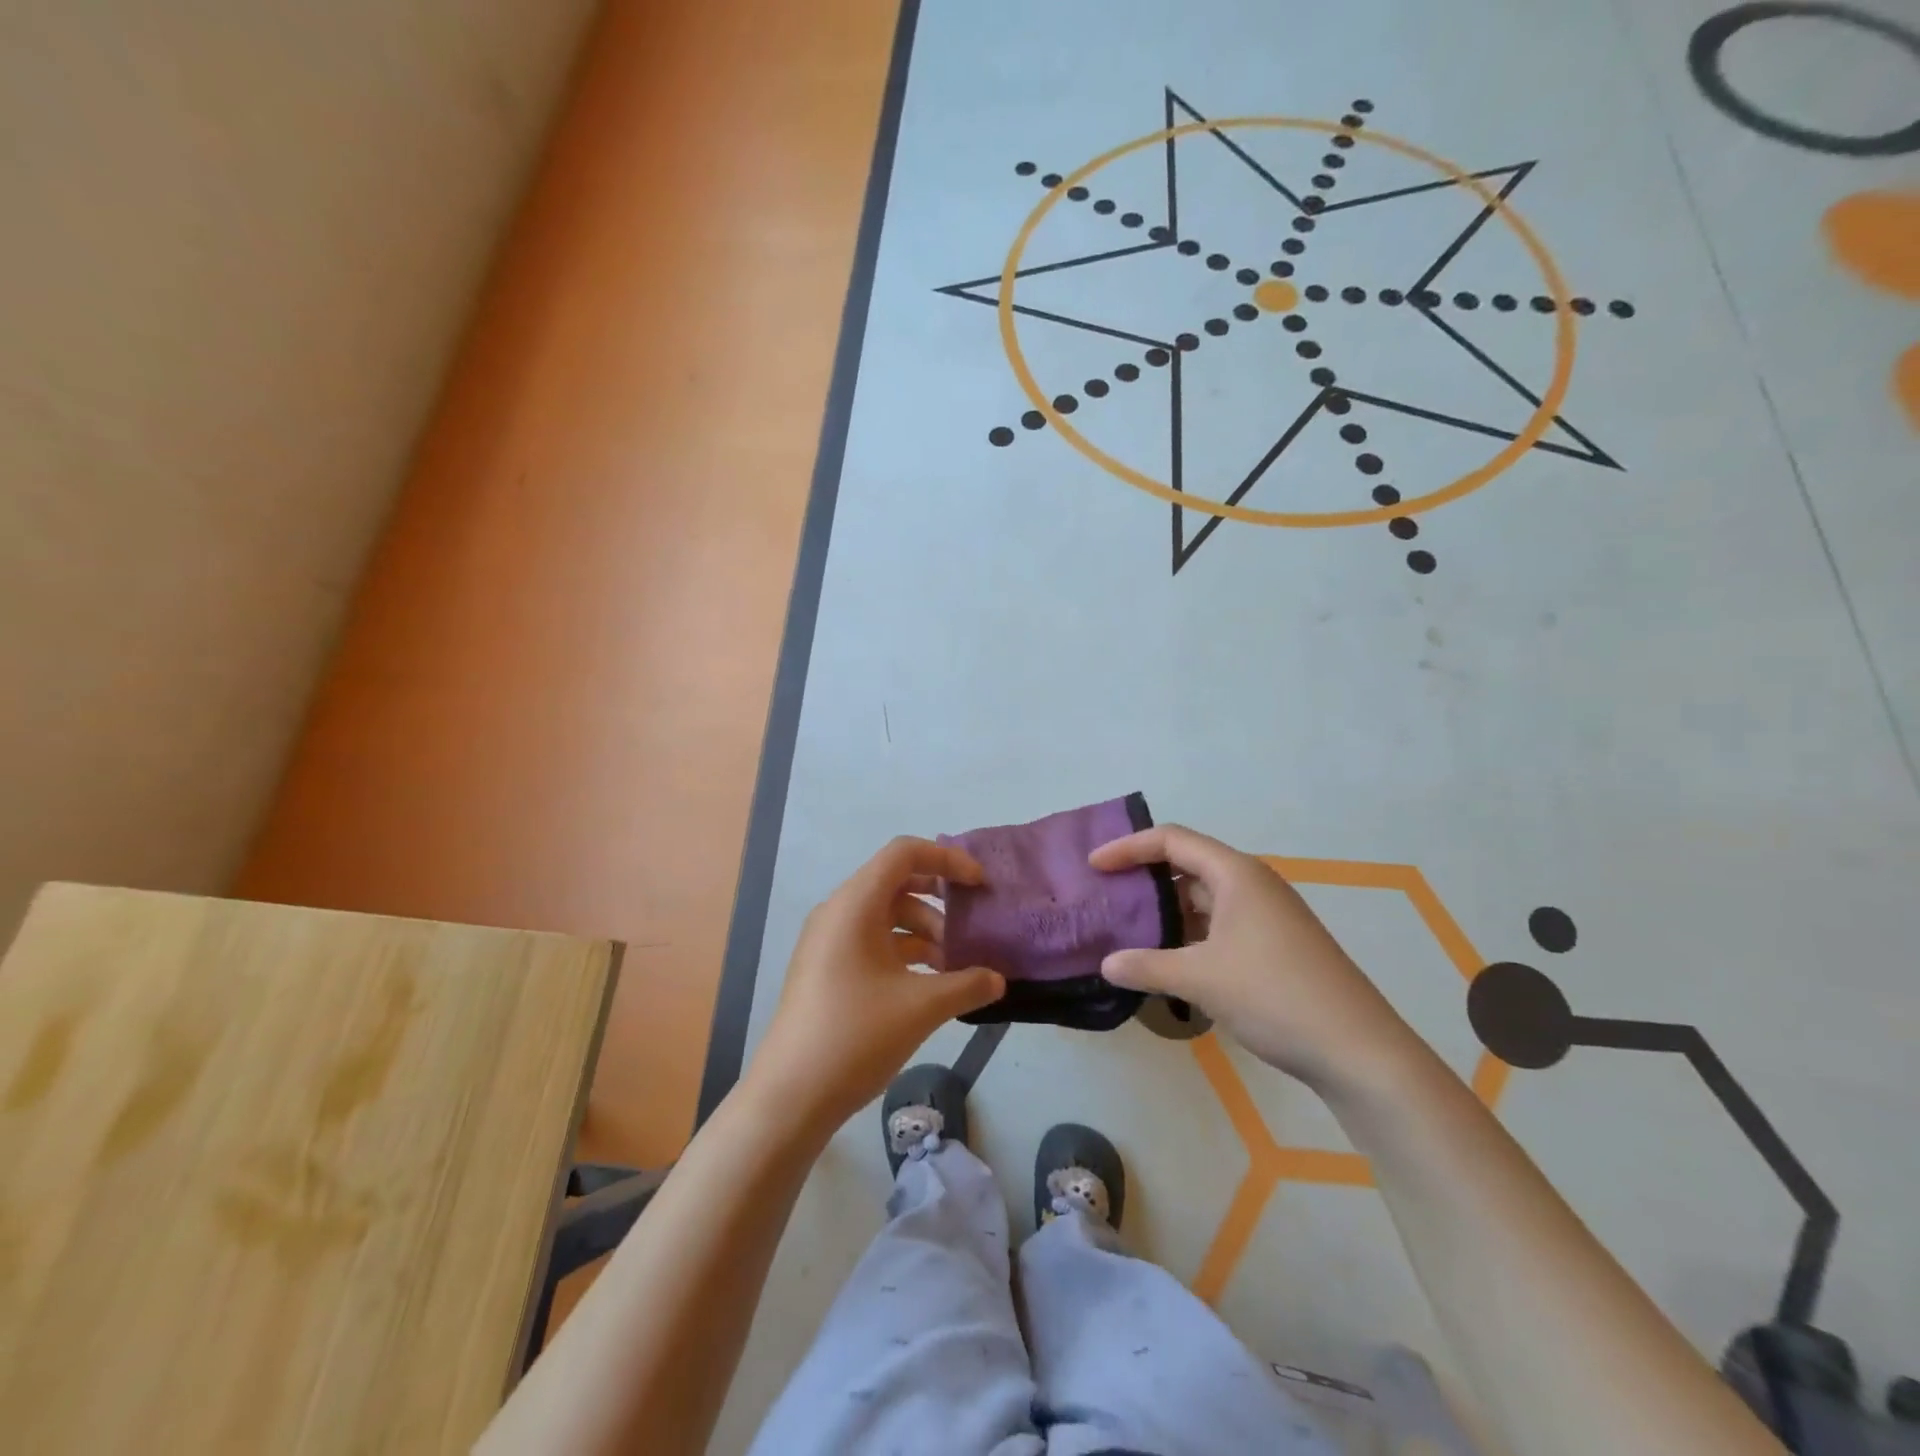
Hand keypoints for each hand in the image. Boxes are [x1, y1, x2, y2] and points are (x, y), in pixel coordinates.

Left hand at [751, 837, 1005, 1130]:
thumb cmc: (855, 1036)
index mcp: (854, 904)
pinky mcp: (826, 969)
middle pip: (895, 882)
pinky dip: (903, 952)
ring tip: (954, 968)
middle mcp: (838, 912)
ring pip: (885, 916)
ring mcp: (828, 942)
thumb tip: (999, 981)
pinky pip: (871, 942)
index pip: (903, 853)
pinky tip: (929, 984)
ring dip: (923, 932)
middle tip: (971, 924)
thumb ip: (967, 986)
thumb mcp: (921, 1008)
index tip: (979, 885)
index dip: (946, 859)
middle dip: (938, 900)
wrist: (790, 1096)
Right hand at [1089, 824, 1420, 1094]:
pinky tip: (1169, 963)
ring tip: (1128, 932)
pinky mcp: (1275, 946)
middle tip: (1107, 899)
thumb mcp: (1201, 979)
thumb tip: (1106, 965)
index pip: (1171, 840)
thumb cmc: (1275, 996)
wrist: (1359, 1051)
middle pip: (1188, 866)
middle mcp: (1253, 885)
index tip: (1093, 866)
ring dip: (1167, 912)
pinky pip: (1220, 926)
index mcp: (1237, 874)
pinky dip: (1189, 936)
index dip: (1128, 847)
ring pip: (1204, 900)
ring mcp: (1267, 916)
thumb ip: (1147, 967)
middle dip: (1145, 880)